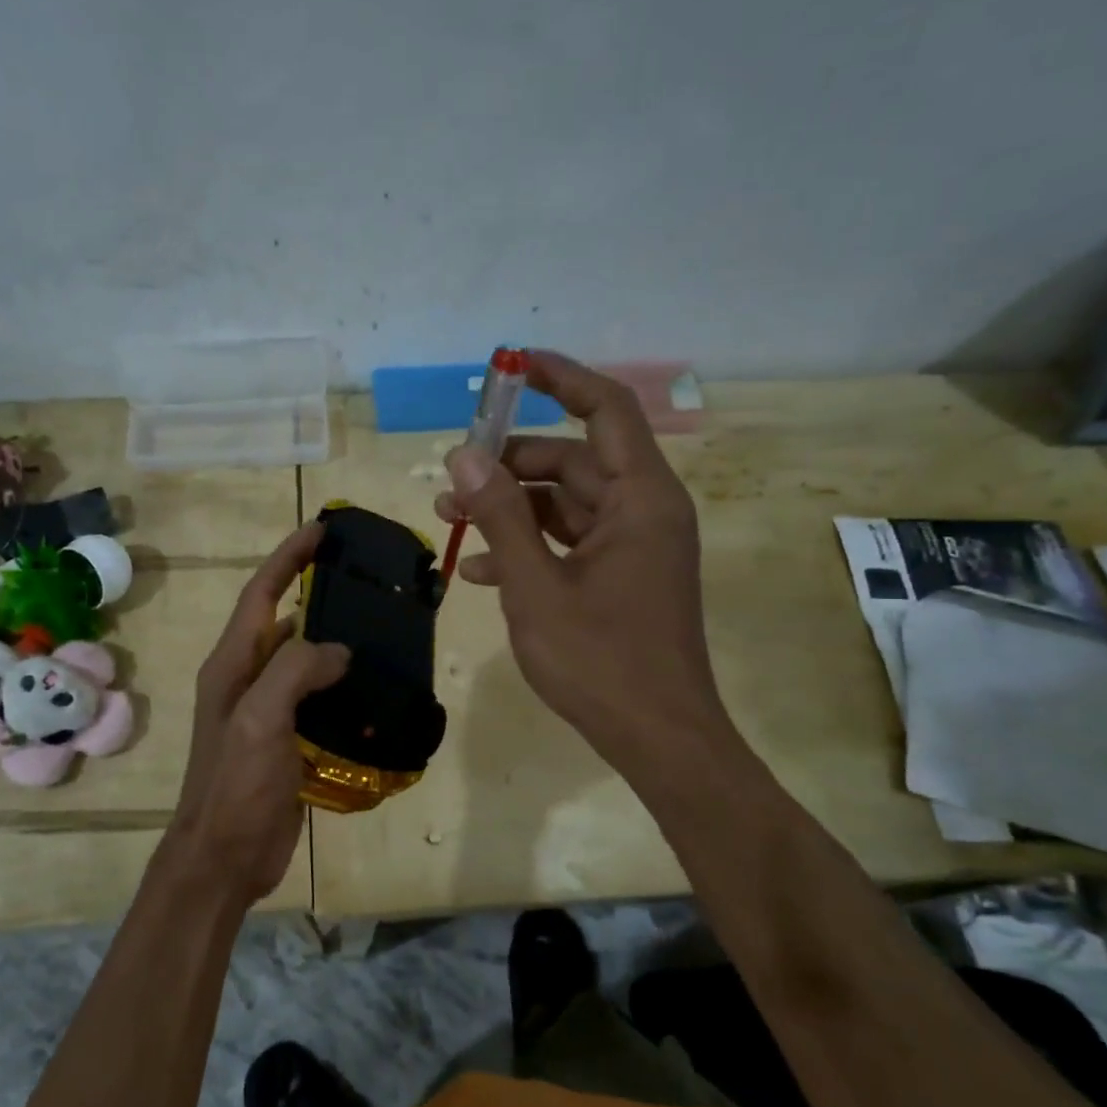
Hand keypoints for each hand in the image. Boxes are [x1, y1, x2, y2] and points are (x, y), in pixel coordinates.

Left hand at [167, 523, 350, 904]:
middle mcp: (248, 678)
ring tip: (382, 627)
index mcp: (233, 663)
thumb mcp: (258, 719)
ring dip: (337, 640)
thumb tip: (339, 650)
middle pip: (286, 620)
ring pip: (307, 660)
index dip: (288, 557)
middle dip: (319, 593)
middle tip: (367, 578)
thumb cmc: (235, 784)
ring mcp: (269, 710)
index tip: (322, 529)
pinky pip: (320, 698)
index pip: (261, 593)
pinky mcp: (290, 739)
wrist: (224, 856)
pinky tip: (377, 687)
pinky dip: (345, 686)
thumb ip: (294, 671)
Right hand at [435, 350, 736, 774]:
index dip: (561, 379)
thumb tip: (463, 454)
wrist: (657, 739)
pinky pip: (569, 543)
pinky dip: (527, 546)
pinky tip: (476, 569)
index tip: (512, 366)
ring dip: (509, 508)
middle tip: (451, 477)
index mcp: (640, 499)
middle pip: (572, 460)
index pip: (606, 410)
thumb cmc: (600, 661)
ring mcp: (632, 547)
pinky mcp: (619, 578)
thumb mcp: (536, 586)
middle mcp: (643, 511)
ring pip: (564, 504)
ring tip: (449, 518)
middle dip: (508, 465)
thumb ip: (500, 516)